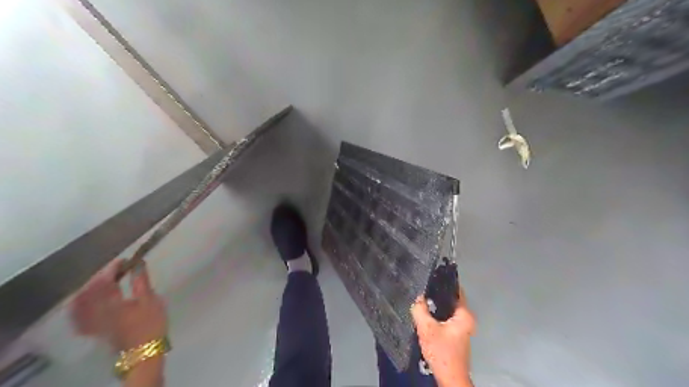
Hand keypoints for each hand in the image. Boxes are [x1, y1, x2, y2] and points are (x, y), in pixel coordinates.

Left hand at [70, 259, 166, 352]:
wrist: (143, 350)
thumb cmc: (150, 323)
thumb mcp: (150, 300)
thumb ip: (141, 281)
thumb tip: (138, 263)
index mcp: (111, 302)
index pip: (106, 281)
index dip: (112, 268)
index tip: (123, 260)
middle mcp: (97, 311)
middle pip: (90, 291)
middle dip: (99, 278)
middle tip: (114, 270)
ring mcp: (93, 322)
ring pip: (81, 303)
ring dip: (88, 291)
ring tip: (99, 283)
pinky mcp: (95, 330)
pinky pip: (79, 317)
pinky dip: (79, 308)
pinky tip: (83, 304)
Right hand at [411, 286, 476, 385]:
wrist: (449, 378)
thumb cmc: (442, 352)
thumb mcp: (427, 328)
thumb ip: (420, 310)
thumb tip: (417, 296)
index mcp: (464, 315)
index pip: (456, 290)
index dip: (443, 281)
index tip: (430, 274)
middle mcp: (466, 319)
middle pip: (450, 300)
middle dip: (436, 294)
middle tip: (421, 286)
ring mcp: (461, 327)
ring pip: (446, 310)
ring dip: (435, 306)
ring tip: (420, 297)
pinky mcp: (454, 335)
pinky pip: (444, 318)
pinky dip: (436, 315)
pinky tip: (425, 313)